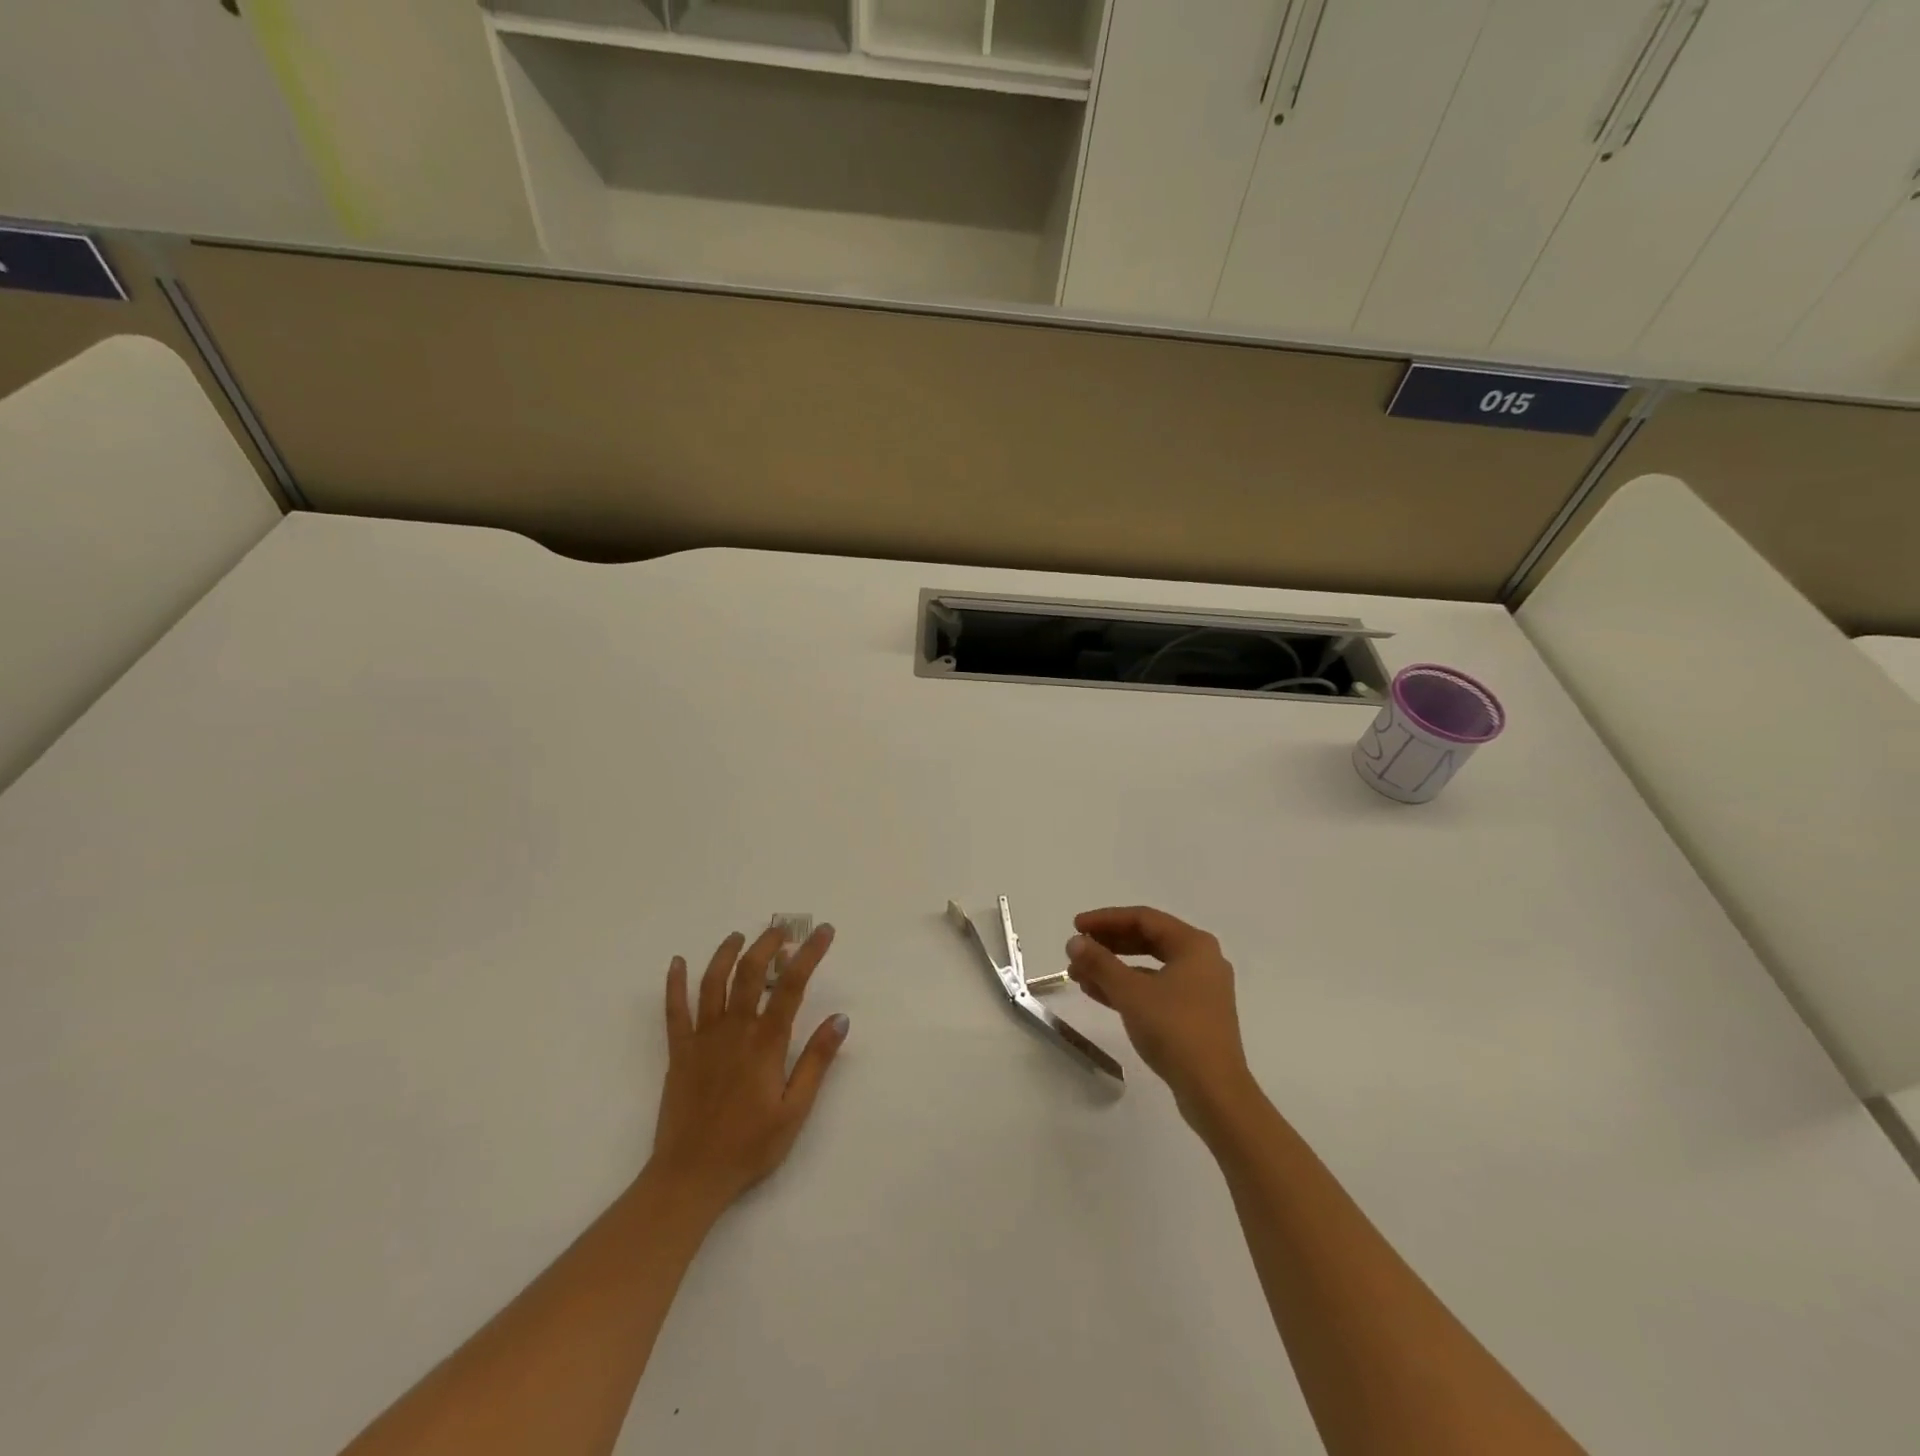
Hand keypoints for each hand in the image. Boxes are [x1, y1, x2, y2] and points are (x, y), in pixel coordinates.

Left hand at [647, 924, 849, 1213]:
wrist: (691, 1177)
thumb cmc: (750, 1146)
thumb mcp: (795, 1109)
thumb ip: (816, 1061)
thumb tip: (840, 1018)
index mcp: (765, 1043)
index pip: (792, 986)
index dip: (810, 953)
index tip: (824, 931)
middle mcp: (734, 1030)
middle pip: (749, 972)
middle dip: (768, 944)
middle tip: (783, 929)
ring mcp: (702, 1038)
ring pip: (713, 982)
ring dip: (727, 953)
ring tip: (740, 936)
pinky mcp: (679, 1052)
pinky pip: (675, 1010)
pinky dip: (675, 983)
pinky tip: (678, 962)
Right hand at [1066, 906, 1254, 1123]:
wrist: (1214, 1091)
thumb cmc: (1174, 1029)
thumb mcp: (1130, 992)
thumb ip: (1100, 962)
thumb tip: (1075, 941)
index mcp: (1193, 945)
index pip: (1143, 918)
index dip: (1106, 919)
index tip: (1076, 927)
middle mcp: (1201, 960)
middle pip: (1147, 940)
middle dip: (1108, 944)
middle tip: (1077, 949)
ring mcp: (1200, 990)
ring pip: (1149, 967)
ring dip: (1113, 968)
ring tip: (1078, 974)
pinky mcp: (1194, 1015)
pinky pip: (1155, 989)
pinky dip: (1128, 988)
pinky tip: (1097, 994)